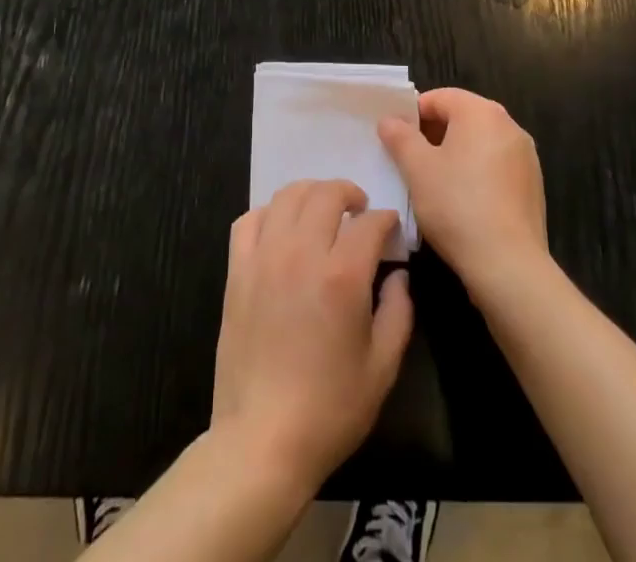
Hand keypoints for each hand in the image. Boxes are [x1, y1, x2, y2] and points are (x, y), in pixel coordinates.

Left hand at [211, 180, 414, 492]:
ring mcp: (264, 257)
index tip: (391, 229)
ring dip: (311, 194)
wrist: (262, 440)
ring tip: (322, 211)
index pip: (369, 222)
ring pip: (287, 195)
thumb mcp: (383, 368)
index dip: (386, 219)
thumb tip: (398, 275)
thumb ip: (398, 311)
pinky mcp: (237, 270)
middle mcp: (301, 253)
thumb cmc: (330, 409)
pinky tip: (281, 229)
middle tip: (360, 210)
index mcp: (342, 276)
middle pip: (326, 194)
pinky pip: (250, 219)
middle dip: (349, 194)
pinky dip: (270, 213)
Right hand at [379, 88, 548, 294]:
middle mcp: (508, 125)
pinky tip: (462, 202)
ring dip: (455, 154)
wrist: (509, 266)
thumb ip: (400, 137)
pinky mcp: (532, 185)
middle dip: (433, 134)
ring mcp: (525, 156)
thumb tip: (389, 120)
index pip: (439, 97)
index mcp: (481, 112)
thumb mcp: (417, 169)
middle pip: (462, 117)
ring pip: (479, 143)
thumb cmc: (457, 206)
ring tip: (433, 183)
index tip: (397, 140)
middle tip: (410, 161)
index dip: (413, 114)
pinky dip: (476, 173)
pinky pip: (496, 166)